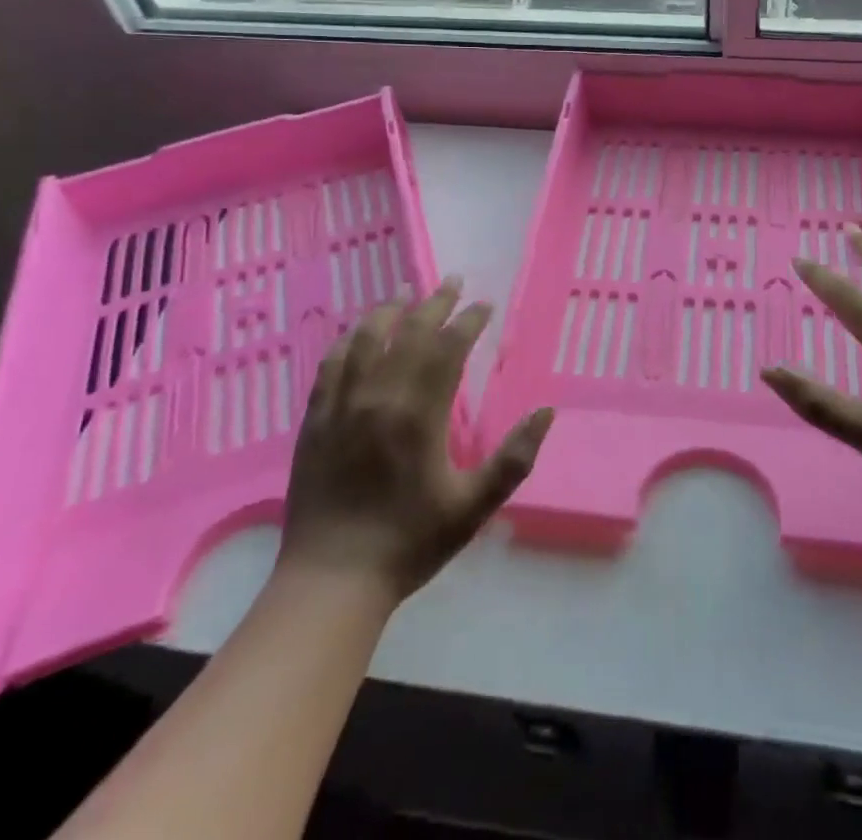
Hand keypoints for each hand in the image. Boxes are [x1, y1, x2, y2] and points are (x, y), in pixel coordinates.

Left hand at [280, 278, 552, 601]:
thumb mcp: (473, 507)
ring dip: (389, 310)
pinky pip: (330, 366)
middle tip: (452, 281)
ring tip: (406, 292)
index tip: (484, 305)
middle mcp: (379, 398)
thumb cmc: (409, 543)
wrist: (332, 581)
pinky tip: (357, 333)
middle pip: (410, 333)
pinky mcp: (315, 421)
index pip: (449, 348)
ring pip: (366, 340)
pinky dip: (348, 341)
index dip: (469, 320)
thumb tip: (546, 412)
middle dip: (435, 302)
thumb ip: (513, 459)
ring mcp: (342, 407)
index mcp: (420, 415)